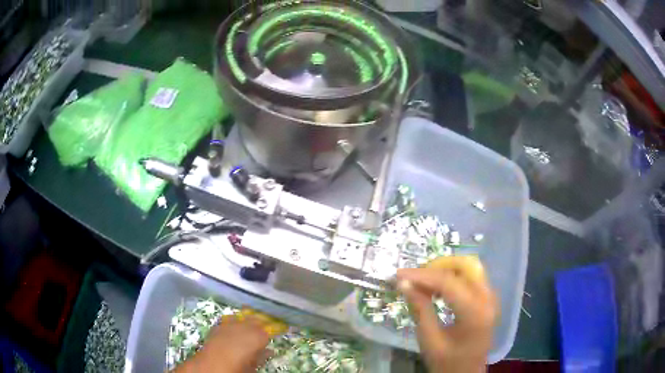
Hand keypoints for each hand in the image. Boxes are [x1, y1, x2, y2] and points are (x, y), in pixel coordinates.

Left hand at [174, 311, 281, 372]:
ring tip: (253, 325)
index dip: (275, 329)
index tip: (280, 330)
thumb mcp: (253, 366)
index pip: (270, 329)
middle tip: (268, 327)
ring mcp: (229, 324)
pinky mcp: (218, 325)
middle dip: (263, 322)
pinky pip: (230, 319)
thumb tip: (270, 351)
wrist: (209, 366)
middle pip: (257, 320)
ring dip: (249, 320)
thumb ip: (262, 356)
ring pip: (243, 317)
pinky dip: (235, 321)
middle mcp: (244, 326)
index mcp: (257, 336)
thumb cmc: (236, 368)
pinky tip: (236, 325)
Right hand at [396, 256, 497, 372]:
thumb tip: (403, 284)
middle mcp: (488, 299)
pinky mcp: (487, 299)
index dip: (421, 275)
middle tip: (413, 278)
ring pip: (469, 268)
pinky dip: (452, 278)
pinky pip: (471, 278)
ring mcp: (490, 298)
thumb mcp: (430, 340)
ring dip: (445, 271)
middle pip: (465, 266)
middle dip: (437, 267)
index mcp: (475, 313)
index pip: (448, 283)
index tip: (398, 274)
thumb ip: (420, 309)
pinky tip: (436, 290)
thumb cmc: (447, 362)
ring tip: (421, 283)